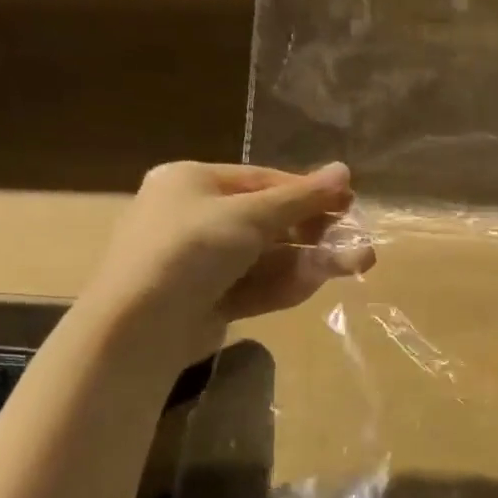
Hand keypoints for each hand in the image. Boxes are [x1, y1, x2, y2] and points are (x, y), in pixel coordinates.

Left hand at [81, 161, 373, 368]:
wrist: (139, 328)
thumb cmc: (191, 250)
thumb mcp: (251, 216)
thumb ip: (301, 197)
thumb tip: (345, 170)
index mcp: (192, 182)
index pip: (263, 181)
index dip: (308, 192)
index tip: (349, 204)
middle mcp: (193, 217)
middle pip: (269, 220)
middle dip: (316, 232)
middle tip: (358, 242)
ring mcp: (200, 262)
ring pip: (267, 256)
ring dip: (311, 259)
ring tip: (356, 264)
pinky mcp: (208, 299)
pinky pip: (254, 284)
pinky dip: (286, 282)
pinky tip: (318, 282)